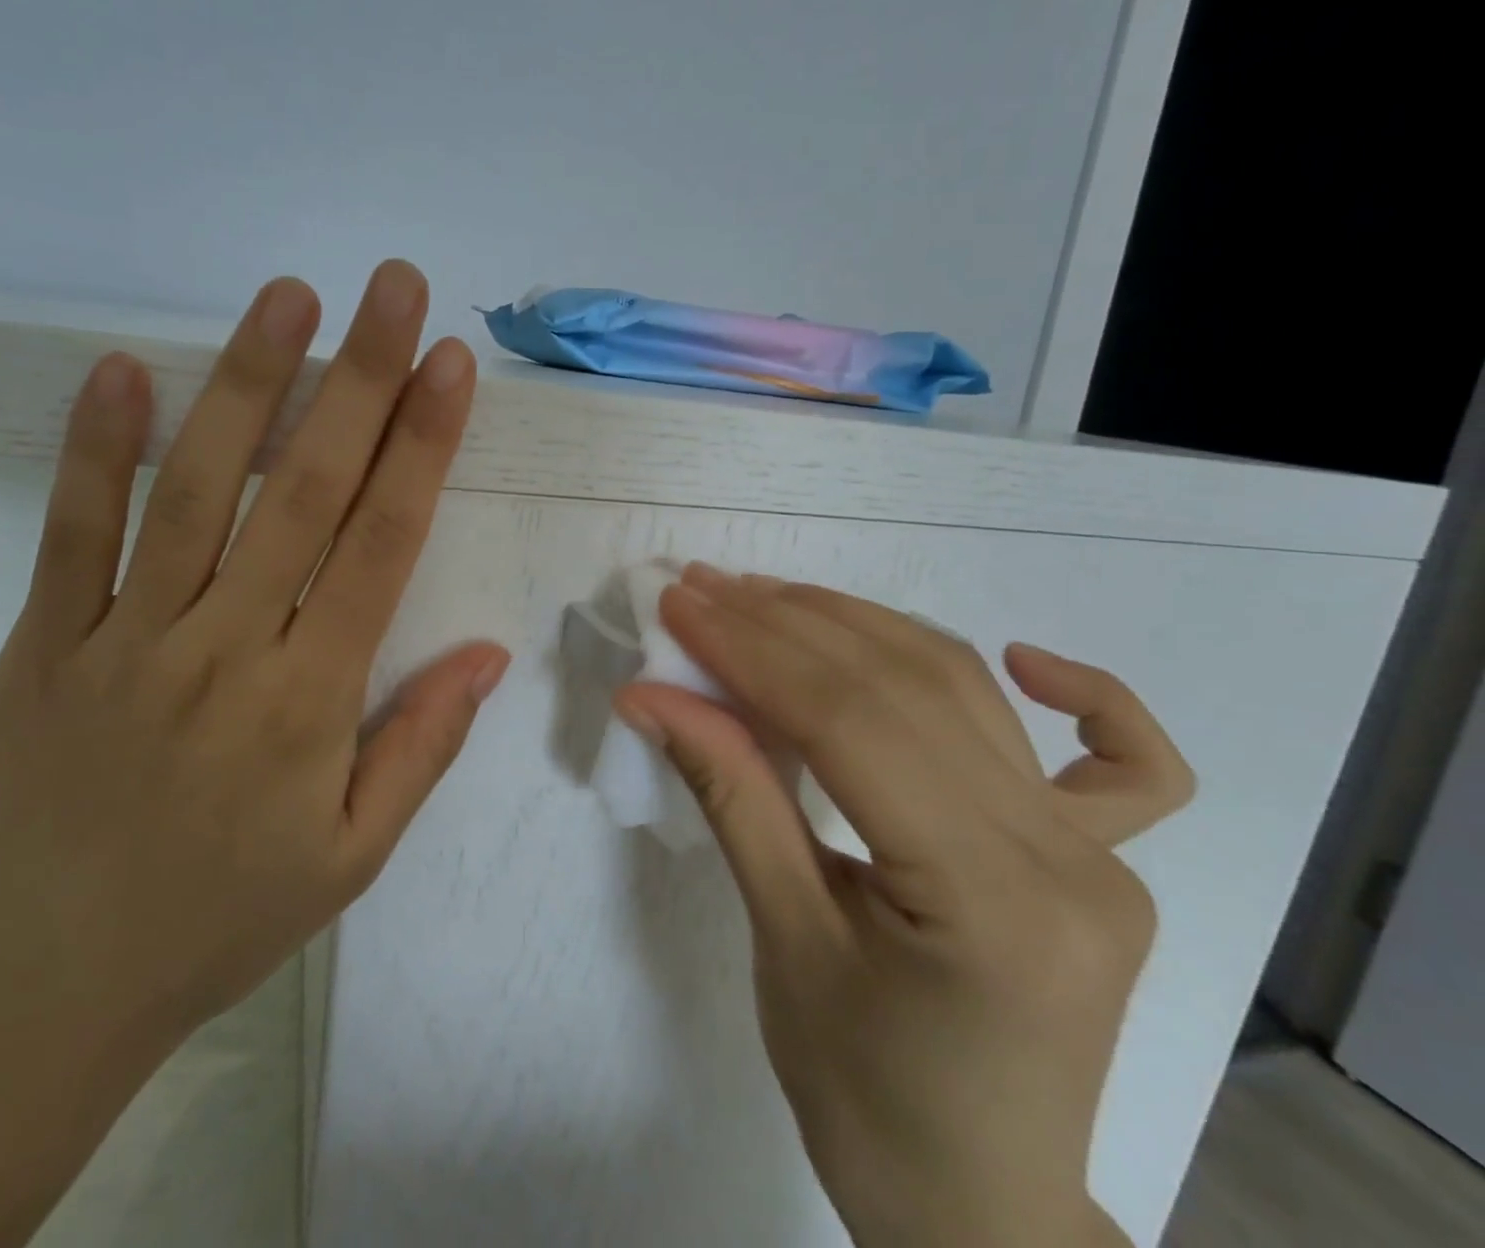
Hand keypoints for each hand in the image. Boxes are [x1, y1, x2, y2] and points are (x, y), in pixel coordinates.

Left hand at [0, 262, 508, 1247]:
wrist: (35, 996)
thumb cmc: (219, 922)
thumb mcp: (350, 856)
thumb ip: (422, 745)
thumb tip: (487, 653)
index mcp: (310, 700)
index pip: (382, 543)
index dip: (422, 445)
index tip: (451, 366)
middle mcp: (226, 647)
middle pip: (305, 489)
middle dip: (359, 378)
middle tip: (392, 288)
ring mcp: (128, 637)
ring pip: (196, 488)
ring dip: (245, 382)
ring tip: (287, 298)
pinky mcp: (48, 644)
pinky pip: (73, 532)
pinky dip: (94, 447)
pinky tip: (118, 370)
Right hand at [616, 568, 1194, 1247]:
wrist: (978, 1208)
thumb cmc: (863, 1099)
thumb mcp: (782, 942)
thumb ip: (730, 796)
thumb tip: (650, 699)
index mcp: (991, 903)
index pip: (849, 725)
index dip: (751, 652)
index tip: (680, 606)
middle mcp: (1068, 861)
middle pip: (904, 689)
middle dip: (785, 625)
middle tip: (704, 590)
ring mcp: (1099, 856)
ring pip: (967, 694)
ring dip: (858, 627)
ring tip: (770, 596)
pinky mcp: (1107, 861)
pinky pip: (1126, 764)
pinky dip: (1091, 697)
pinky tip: (1026, 659)